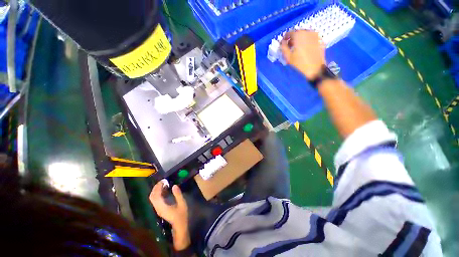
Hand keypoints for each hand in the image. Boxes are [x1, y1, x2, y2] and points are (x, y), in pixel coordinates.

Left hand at [149, 182, 189, 249]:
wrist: (179, 226)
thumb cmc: (181, 215)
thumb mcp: (182, 204)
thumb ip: (178, 194)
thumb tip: (174, 185)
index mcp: (162, 206)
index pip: (156, 195)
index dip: (158, 187)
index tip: (164, 181)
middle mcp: (158, 208)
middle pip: (152, 196)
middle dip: (156, 188)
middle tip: (163, 181)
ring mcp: (158, 209)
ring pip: (153, 198)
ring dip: (156, 190)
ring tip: (163, 184)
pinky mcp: (159, 209)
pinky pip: (155, 200)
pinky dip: (158, 193)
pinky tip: (164, 190)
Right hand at [280, 30, 325, 79]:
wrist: (315, 68)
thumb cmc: (300, 63)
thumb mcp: (288, 57)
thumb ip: (283, 48)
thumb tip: (282, 42)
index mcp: (298, 35)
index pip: (289, 33)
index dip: (285, 37)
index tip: (284, 43)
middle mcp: (307, 32)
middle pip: (297, 32)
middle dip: (293, 38)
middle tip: (290, 46)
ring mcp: (315, 35)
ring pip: (304, 34)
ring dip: (300, 39)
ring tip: (298, 47)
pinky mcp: (320, 39)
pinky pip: (310, 37)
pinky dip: (306, 40)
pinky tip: (305, 48)